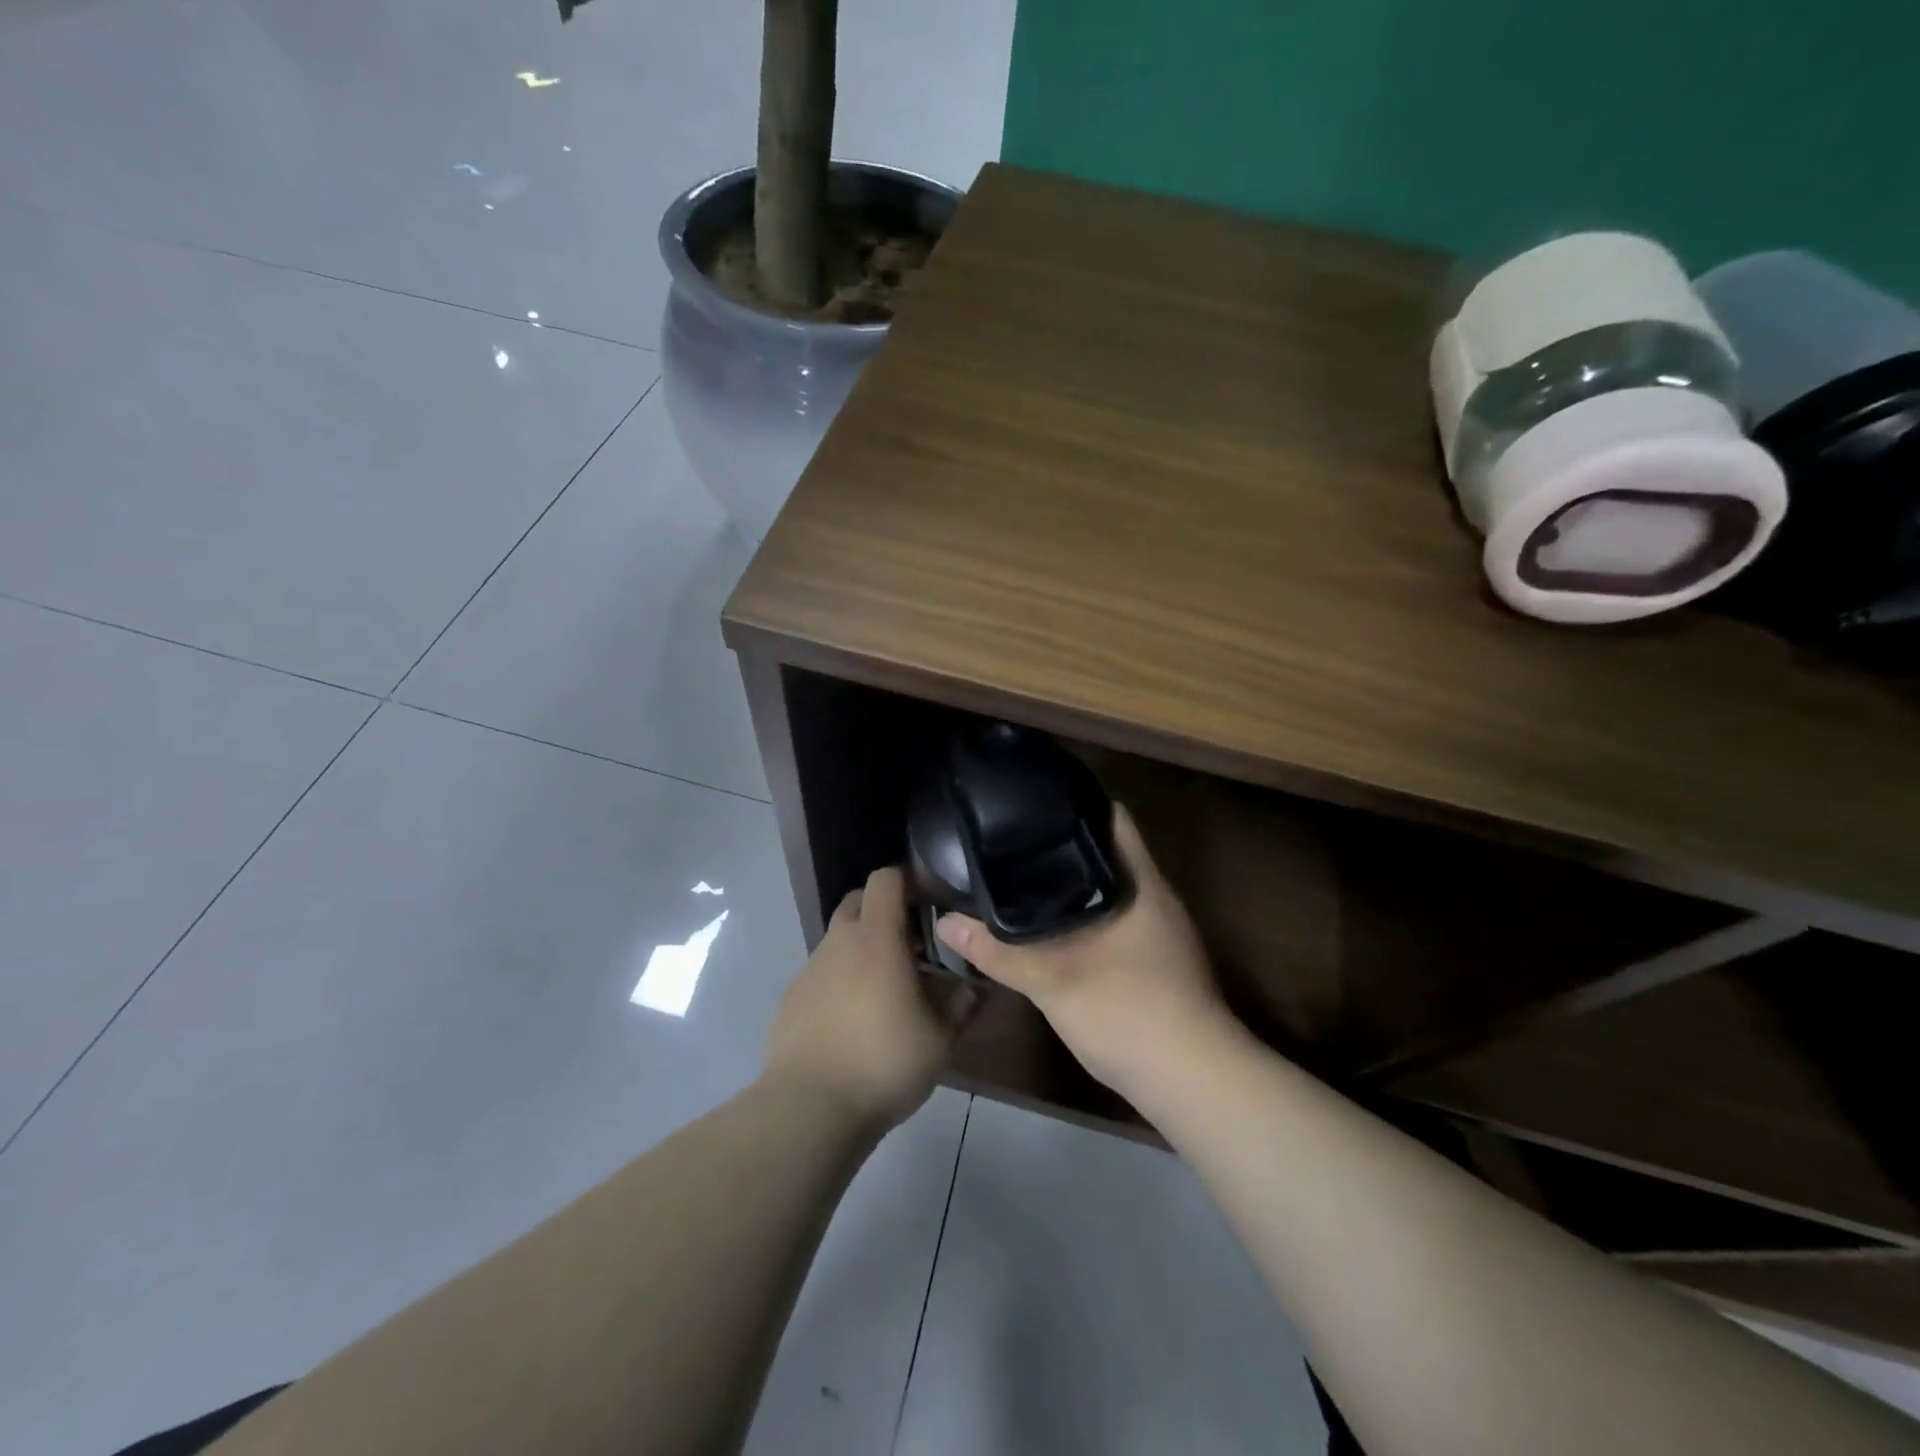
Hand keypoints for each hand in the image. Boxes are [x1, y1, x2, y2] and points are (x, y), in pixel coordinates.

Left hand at [763, 866, 977, 1132]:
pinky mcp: (792, 998)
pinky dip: (842, 980)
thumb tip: (972, 987)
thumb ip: (960, 1005)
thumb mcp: (939, 1038)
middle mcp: (839, 942)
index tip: (931, 901)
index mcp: (876, 937)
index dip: (909, 880)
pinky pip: (823, 973)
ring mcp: (810, 969)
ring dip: (863, 949)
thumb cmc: (884, 1061)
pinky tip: (855, 1019)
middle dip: (885, 911)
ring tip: (887, 989)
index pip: (886, 879)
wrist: (810, 1108)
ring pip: (840, 939)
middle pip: (859, 901)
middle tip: (912, 944)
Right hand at [935, 806, 1235, 1100]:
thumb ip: (998, 951)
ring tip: (1025, 875)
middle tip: (1014, 839)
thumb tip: (946, 922)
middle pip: (1109, 851)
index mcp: (1140, 883)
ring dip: (1076, 881)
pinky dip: (1085, 913)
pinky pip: (1116, 918)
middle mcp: (1155, 898)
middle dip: (1064, 843)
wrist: (1193, 1082)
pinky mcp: (1158, 961)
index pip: (1112, 819)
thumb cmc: (1128, 1013)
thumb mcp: (1053, 981)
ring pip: (1112, 888)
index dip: (1076, 801)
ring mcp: (1161, 931)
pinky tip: (1054, 927)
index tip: (1034, 800)